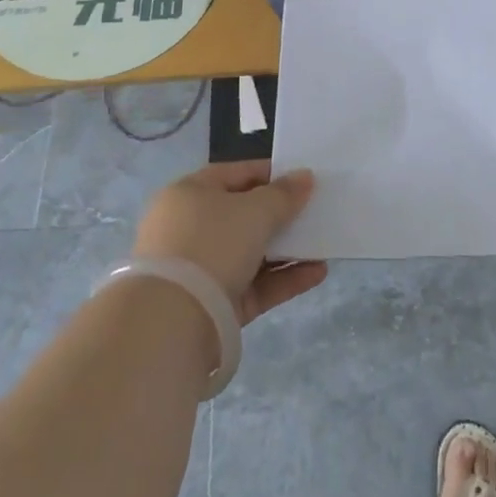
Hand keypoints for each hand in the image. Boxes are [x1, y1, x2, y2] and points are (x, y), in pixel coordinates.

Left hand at [134, 160, 327, 325]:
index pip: (236, 174)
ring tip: (323, 246)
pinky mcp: (214, 305)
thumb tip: (305, 177)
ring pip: (251, 252)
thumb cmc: (212, 244)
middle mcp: (191, 227)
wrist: (172, 322)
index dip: (272, 174)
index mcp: (190, 193)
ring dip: (287, 249)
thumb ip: (284, 194)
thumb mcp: (254, 211)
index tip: (304, 179)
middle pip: (244, 215)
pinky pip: (254, 285)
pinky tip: (317, 273)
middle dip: (281, 215)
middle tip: (316, 213)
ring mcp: (201, 269)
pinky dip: (283, 278)